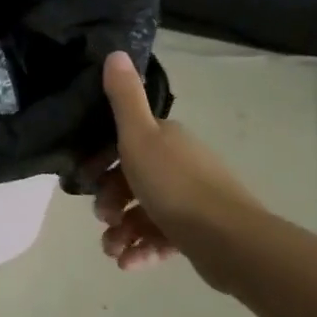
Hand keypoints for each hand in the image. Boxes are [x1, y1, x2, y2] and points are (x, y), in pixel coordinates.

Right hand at [93, 50, 261, 284]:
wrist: (230, 240)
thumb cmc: (176, 186)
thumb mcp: (140, 137)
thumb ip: (124, 98)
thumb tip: (115, 52)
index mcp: (166, 139)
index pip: (125, 144)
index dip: (101, 162)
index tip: (87, 180)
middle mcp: (180, 165)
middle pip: (131, 181)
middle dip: (110, 203)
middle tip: (103, 221)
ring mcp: (191, 201)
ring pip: (143, 213)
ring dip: (121, 232)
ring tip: (113, 251)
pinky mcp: (197, 233)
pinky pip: (160, 238)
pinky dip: (141, 250)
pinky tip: (129, 263)